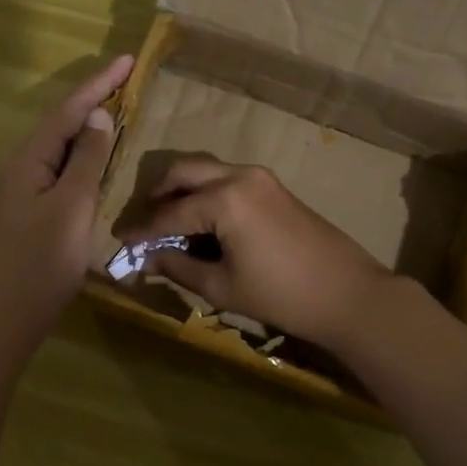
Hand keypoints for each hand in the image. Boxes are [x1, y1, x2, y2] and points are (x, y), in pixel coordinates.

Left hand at [0, 55, 133, 348]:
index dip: (100, 83)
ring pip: (62, 149)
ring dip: (90, 129)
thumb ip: (86, 160)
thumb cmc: (40, 261)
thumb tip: (98, 115)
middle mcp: (23, 167)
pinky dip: (85, 160)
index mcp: (30, 159)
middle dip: (94, 100)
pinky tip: (100, 164)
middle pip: (63, 124)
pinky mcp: (32, 213)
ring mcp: (25, 191)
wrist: (3, 317)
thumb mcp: (71, 206)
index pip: (69, 110)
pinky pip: (62, 172)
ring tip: (120, 112)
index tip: (128, 59)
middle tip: (128, 82)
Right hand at [114, 157, 395, 348]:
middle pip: (184, 172)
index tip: (119, 240)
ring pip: (206, 170)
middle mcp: (239, 175)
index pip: (169, 213)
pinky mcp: (274, 187)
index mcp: (223, 199)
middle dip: (158, 194)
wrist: (348, 293)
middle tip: (144, 223)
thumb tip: (148, 259)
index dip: (142, 230)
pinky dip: (207, 193)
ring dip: (183, 190)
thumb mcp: (222, 287)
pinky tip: (201, 221)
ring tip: (169, 222)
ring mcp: (260, 178)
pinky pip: (227, 179)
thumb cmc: (281, 295)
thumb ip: (179, 267)